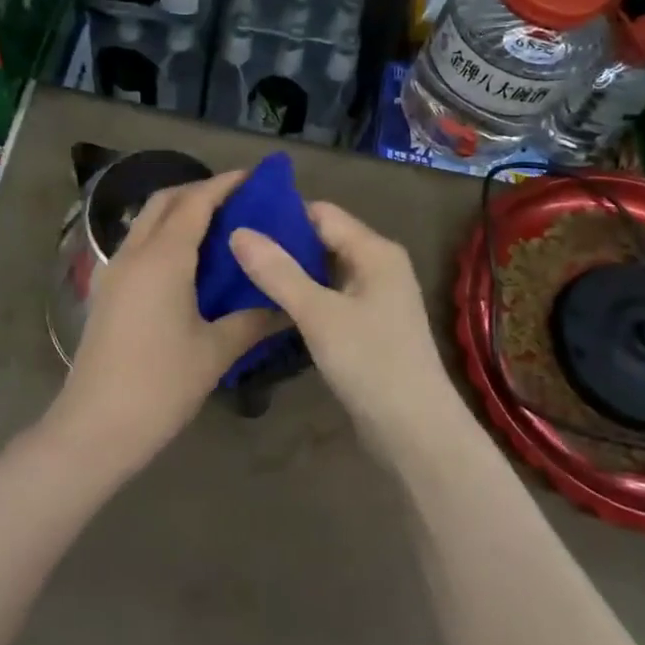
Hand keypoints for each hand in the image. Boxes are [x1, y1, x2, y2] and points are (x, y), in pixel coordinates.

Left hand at [56, 170, 280, 472]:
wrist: (95, 427)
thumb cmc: (160, 385)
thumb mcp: (215, 351)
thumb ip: (253, 320)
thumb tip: (287, 305)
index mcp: (163, 258)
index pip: (195, 202)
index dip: (225, 184)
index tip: (255, 178)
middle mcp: (134, 253)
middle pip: (165, 201)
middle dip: (199, 190)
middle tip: (238, 200)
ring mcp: (114, 272)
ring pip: (147, 222)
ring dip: (179, 212)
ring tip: (218, 227)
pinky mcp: (106, 292)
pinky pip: (138, 246)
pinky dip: (164, 236)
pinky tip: (187, 263)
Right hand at [230, 202, 462, 459]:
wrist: (415, 431)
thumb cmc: (371, 362)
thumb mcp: (319, 314)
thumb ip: (278, 272)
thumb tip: (238, 232)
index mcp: (375, 251)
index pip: (321, 213)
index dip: (280, 213)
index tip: (236, 216)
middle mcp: (378, 266)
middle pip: (322, 240)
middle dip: (280, 242)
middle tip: (230, 245)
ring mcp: (374, 298)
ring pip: (323, 271)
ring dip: (288, 271)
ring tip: (238, 270)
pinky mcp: (366, 327)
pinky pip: (327, 298)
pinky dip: (301, 297)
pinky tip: (267, 304)